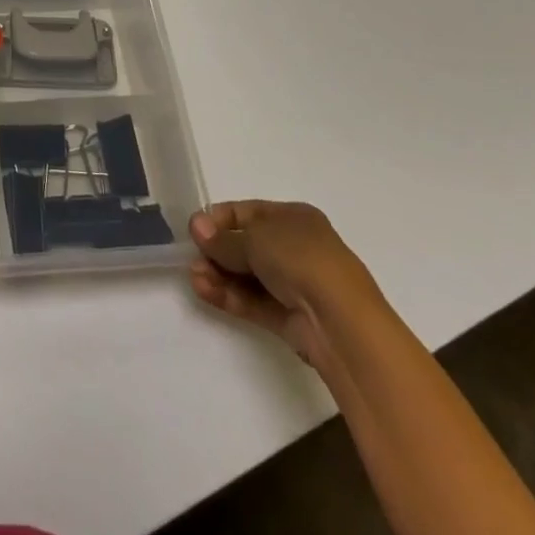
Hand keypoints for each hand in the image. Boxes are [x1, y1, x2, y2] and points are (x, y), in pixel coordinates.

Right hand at [188, 200, 376, 369]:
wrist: (343, 322)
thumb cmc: (301, 259)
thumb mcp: (255, 238)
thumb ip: (223, 238)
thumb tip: (196, 227)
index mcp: (294, 218)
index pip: (249, 212)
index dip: (220, 218)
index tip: (195, 229)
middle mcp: (296, 248)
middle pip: (247, 246)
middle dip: (217, 251)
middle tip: (192, 257)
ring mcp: (295, 285)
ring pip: (249, 276)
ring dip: (220, 275)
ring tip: (194, 278)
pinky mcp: (292, 318)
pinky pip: (255, 301)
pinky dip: (231, 296)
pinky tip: (205, 291)